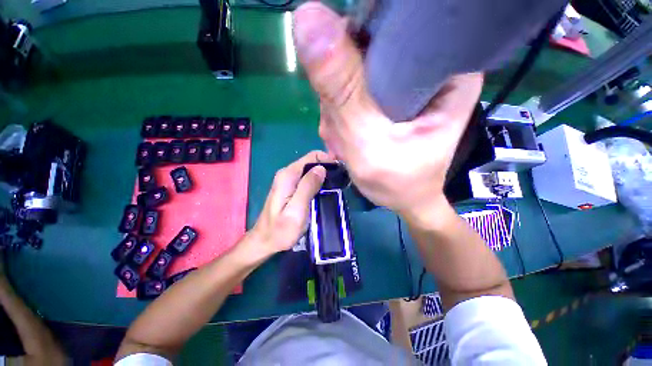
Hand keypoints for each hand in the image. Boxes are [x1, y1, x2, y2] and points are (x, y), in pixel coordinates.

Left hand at [249, 151, 329, 257]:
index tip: (340, 171)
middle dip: (326, 168)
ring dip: (323, 176)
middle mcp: (287, 174)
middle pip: (311, 162)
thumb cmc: (281, 230)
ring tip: (335, 187)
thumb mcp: (296, 210)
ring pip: (310, 171)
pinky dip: (317, 182)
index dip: (327, 160)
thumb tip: (321, 168)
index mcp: (288, 175)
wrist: (265, 241)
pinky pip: (307, 179)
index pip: (311, 157)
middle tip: (339, 181)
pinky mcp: (290, 188)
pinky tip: (324, 191)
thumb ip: (307, 187)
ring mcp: (288, 181)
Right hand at [293, 3, 482, 218]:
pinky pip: (353, 93)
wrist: (403, 199)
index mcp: (444, 69)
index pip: (393, 27)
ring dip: (338, 107)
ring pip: (355, 74)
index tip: (340, 91)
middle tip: (341, 129)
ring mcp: (403, 83)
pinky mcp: (387, 98)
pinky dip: (340, 114)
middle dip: (342, 92)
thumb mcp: (367, 140)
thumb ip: (342, 91)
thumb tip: (308, 18)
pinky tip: (343, 136)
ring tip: (343, 138)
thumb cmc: (397, 181)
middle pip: (367, 52)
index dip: (353, 48)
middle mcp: (427, 68)